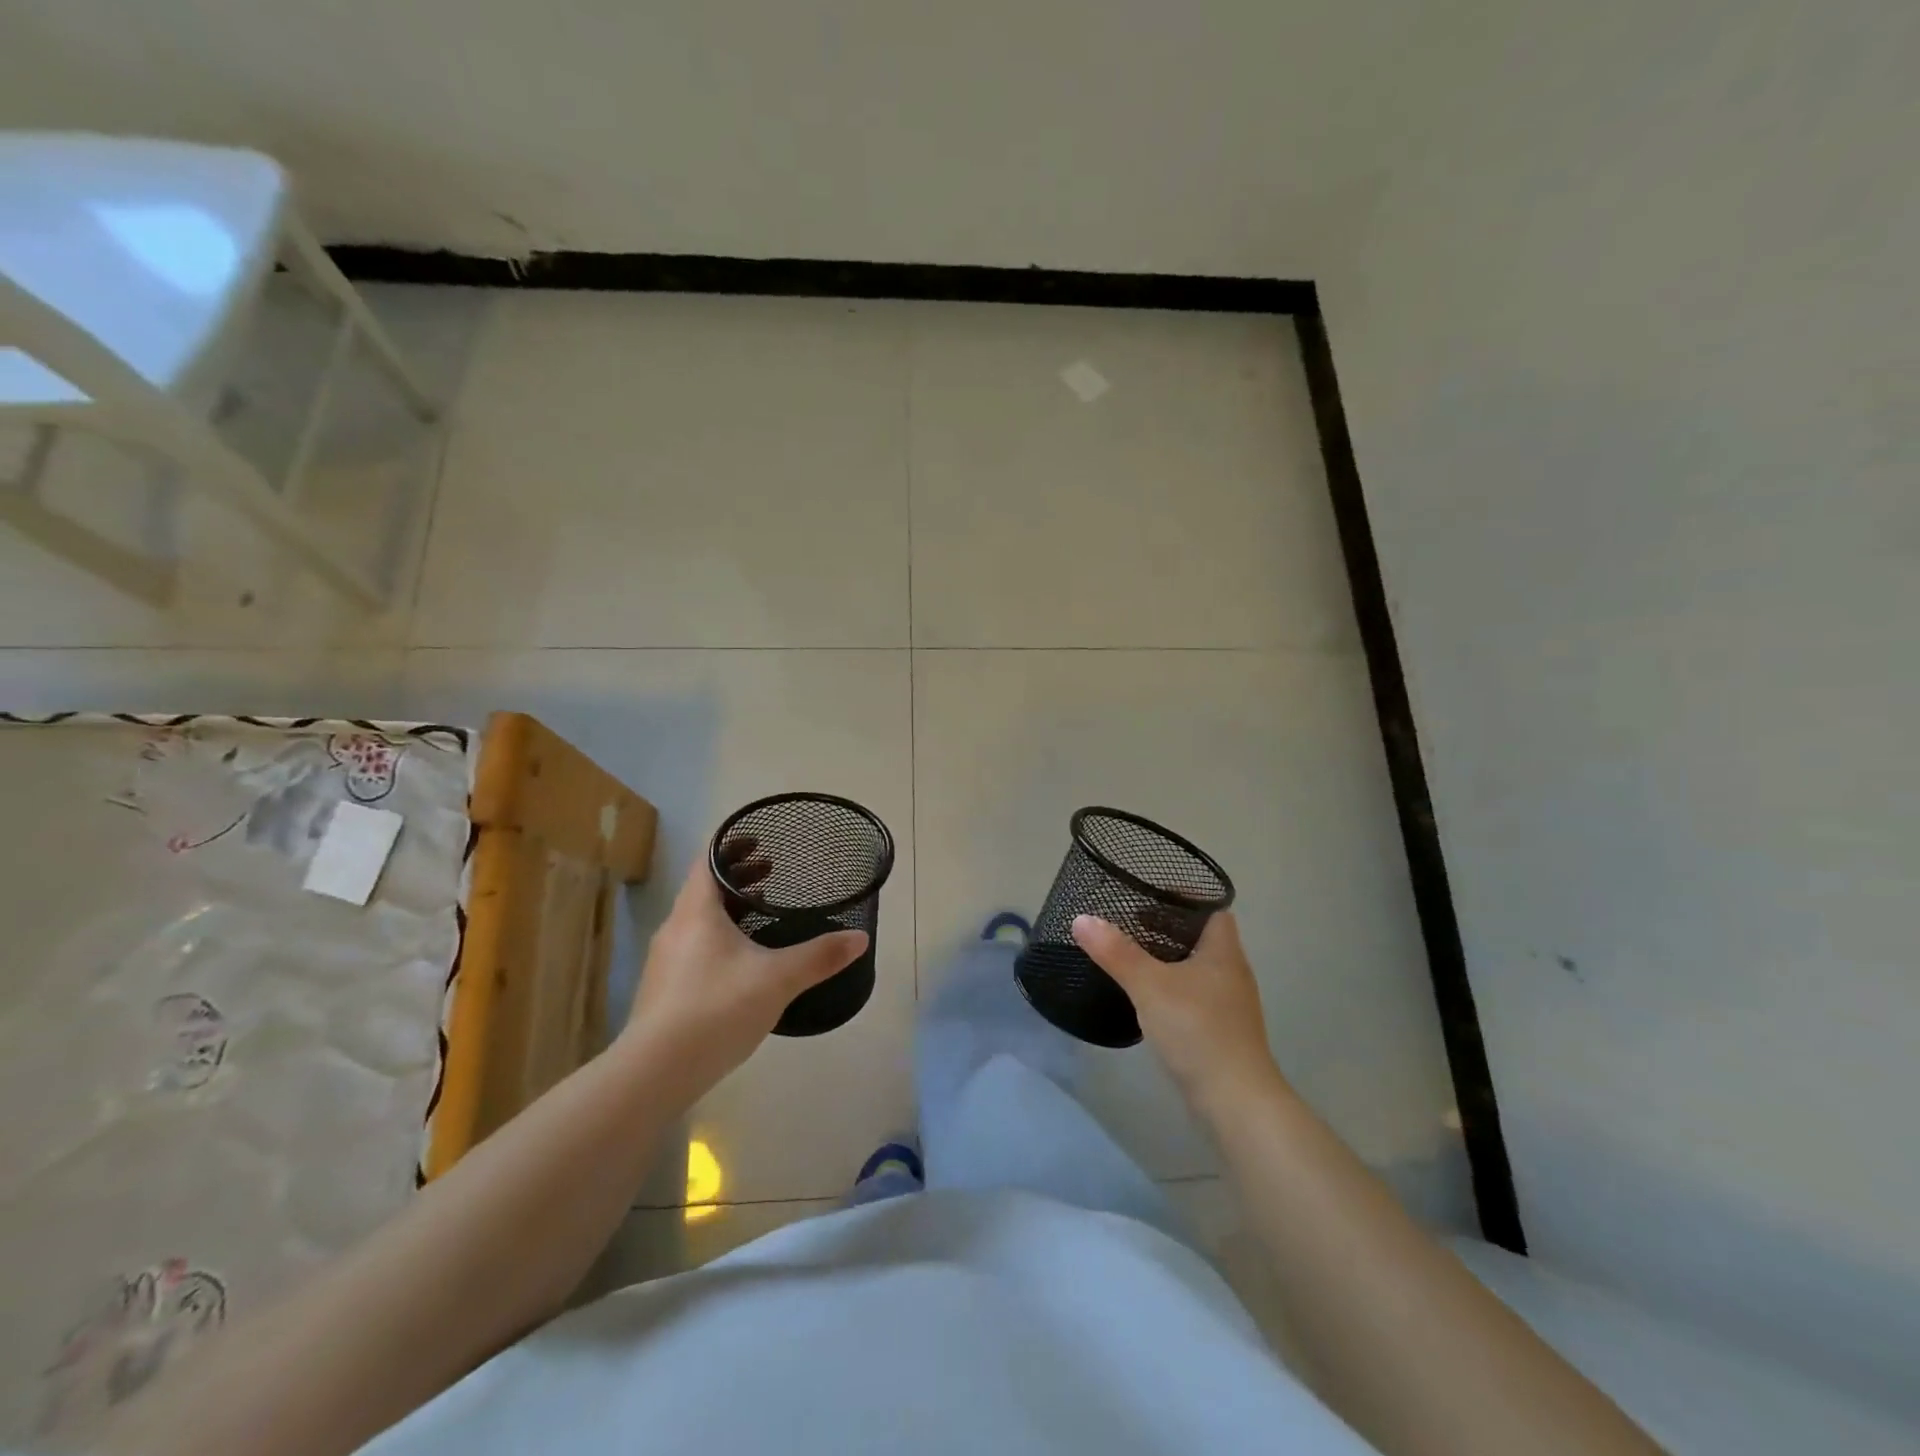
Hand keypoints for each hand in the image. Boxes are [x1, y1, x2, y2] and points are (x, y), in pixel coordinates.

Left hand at [622, 849, 867, 1096]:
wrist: (655, 1072)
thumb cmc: (717, 1008)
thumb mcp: (777, 979)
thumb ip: (820, 956)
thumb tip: (860, 938)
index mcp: (696, 911)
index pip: (709, 860)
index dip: (733, 846)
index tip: (761, 841)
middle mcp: (676, 927)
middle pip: (705, 888)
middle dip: (738, 876)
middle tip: (772, 871)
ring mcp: (666, 960)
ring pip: (699, 919)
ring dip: (729, 909)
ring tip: (763, 913)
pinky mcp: (664, 989)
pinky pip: (695, 946)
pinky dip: (720, 937)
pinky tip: (743, 962)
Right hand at [1071, 910, 1283, 1111]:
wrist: (1235, 1102)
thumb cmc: (1197, 1030)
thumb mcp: (1150, 985)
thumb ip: (1116, 952)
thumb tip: (1082, 918)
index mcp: (1223, 952)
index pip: (1213, 911)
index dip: (1186, 899)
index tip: (1150, 896)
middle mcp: (1231, 974)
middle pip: (1202, 939)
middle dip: (1168, 930)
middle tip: (1129, 924)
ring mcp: (1229, 1006)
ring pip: (1196, 970)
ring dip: (1168, 962)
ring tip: (1131, 957)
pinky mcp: (1220, 1033)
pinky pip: (1194, 998)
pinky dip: (1171, 990)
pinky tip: (1147, 999)